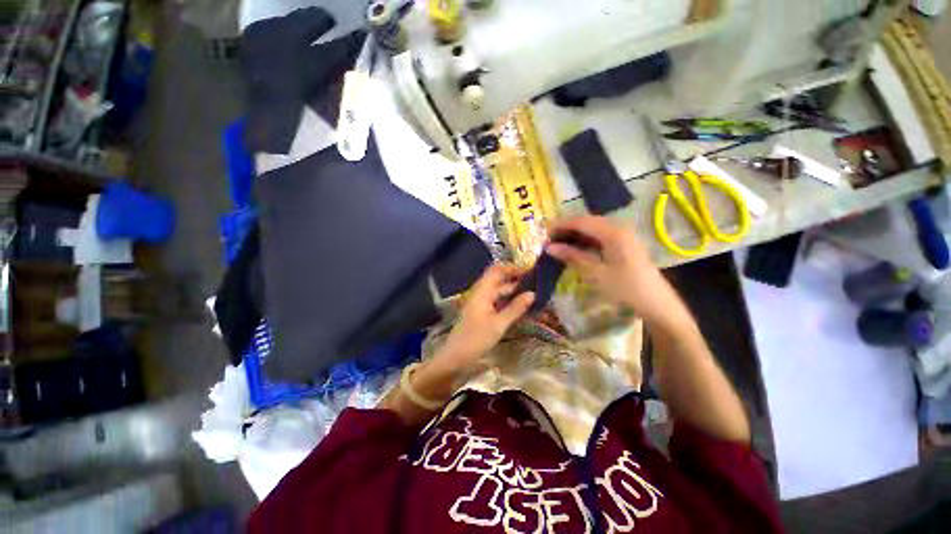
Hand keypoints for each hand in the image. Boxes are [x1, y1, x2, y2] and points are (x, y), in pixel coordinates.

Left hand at [436, 264, 534, 372]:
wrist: (455, 357)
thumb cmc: (475, 339)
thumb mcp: (498, 324)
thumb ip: (516, 308)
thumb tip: (533, 293)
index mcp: (483, 291)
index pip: (497, 270)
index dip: (512, 268)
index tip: (530, 271)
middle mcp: (482, 293)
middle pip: (500, 280)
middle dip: (517, 280)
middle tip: (538, 285)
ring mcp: (482, 303)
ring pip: (500, 293)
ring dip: (514, 293)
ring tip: (534, 295)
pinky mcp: (483, 313)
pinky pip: (498, 303)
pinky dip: (509, 303)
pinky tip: (522, 308)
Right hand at [546, 216, 681, 325]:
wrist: (656, 303)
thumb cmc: (625, 288)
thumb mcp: (595, 273)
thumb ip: (572, 256)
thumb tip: (549, 247)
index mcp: (613, 232)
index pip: (581, 221)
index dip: (561, 225)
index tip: (544, 234)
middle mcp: (619, 227)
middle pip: (587, 221)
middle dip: (567, 228)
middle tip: (550, 240)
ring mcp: (624, 235)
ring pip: (593, 228)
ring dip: (576, 234)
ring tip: (559, 244)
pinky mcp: (625, 243)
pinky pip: (601, 235)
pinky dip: (586, 240)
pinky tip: (577, 248)